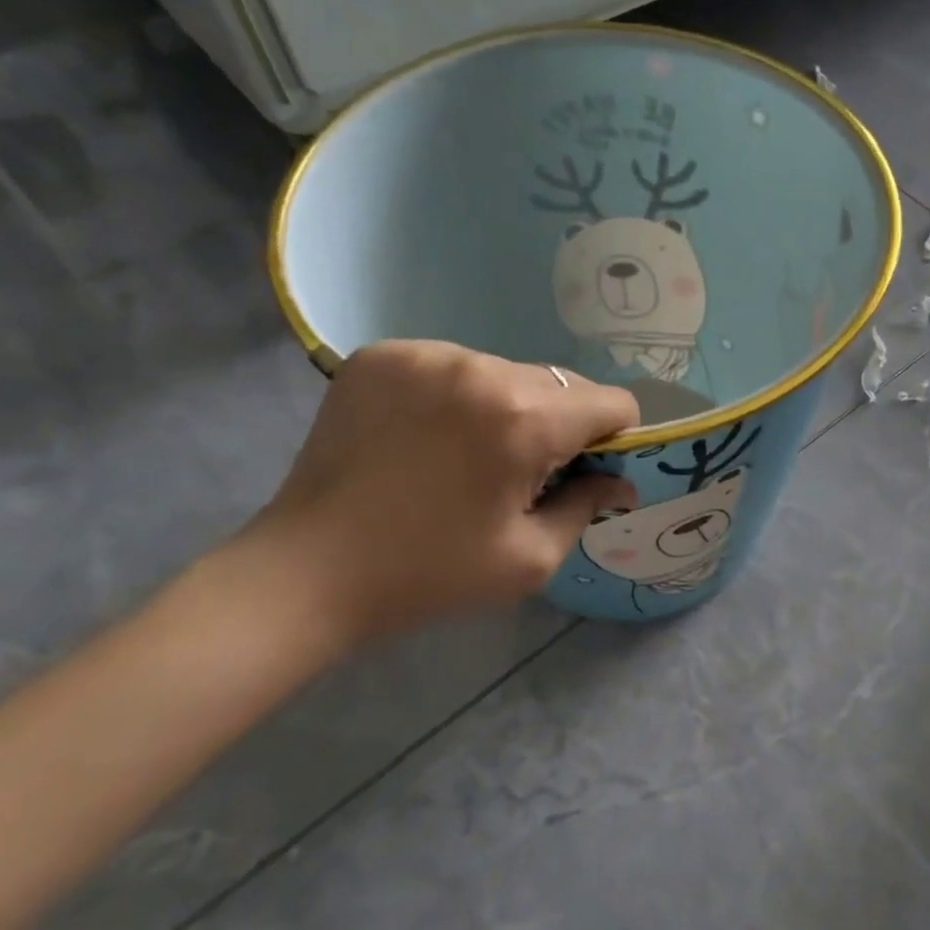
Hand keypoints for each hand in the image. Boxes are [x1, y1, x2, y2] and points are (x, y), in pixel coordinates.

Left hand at [248, 342, 639, 643]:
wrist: (308, 572)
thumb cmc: (431, 573)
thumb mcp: (529, 558)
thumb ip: (586, 507)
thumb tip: (620, 482)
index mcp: (524, 419)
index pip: (612, 402)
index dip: (615, 438)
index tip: (586, 471)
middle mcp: (480, 368)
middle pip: (561, 384)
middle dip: (560, 424)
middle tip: (523, 473)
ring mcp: (425, 355)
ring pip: (505, 371)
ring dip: (507, 407)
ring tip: (467, 455)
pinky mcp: (380, 356)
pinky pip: (451, 365)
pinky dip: (456, 396)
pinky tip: (427, 436)